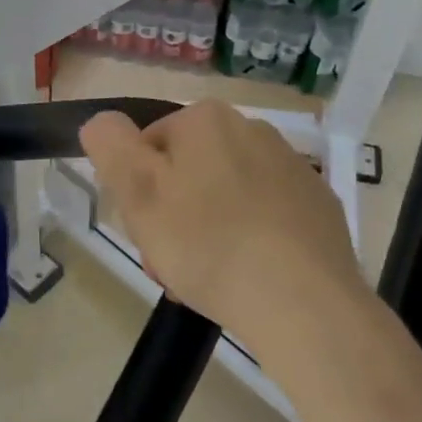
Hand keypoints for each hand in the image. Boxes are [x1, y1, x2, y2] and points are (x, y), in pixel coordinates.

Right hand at [80, 101, 368, 363]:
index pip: (149, 148)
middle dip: (173, 215)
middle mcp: (253, 129)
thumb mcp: (137, 193)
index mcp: (205, 119)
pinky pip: (267, 217)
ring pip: (227, 196)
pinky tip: (250, 278)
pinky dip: (252, 241)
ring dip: (209, 231)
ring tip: (209, 282)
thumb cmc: (207, 244)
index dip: (138, 193)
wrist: (304, 302)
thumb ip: (110, 146)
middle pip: (190, 171)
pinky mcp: (319, 206)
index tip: (144, 233)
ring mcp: (292, 167)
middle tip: (171, 265)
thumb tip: (102, 121)